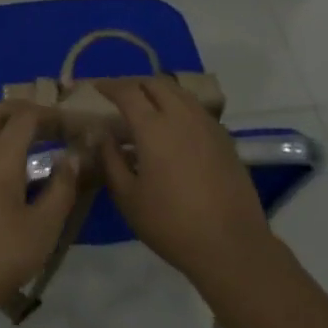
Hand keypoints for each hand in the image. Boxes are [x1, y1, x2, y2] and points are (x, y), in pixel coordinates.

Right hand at [95, 77, 276, 289]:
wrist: (231, 245)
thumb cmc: (171, 224)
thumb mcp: (128, 197)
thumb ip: (110, 160)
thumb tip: (102, 135)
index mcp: (154, 127)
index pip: (128, 92)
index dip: (109, 85)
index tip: (95, 86)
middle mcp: (182, 116)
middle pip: (156, 83)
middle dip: (134, 83)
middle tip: (119, 95)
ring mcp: (207, 125)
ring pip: (180, 93)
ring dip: (158, 92)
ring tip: (145, 107)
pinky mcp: (225, 138)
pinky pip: (196, 109)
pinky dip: (179, 107)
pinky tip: (173, 128)